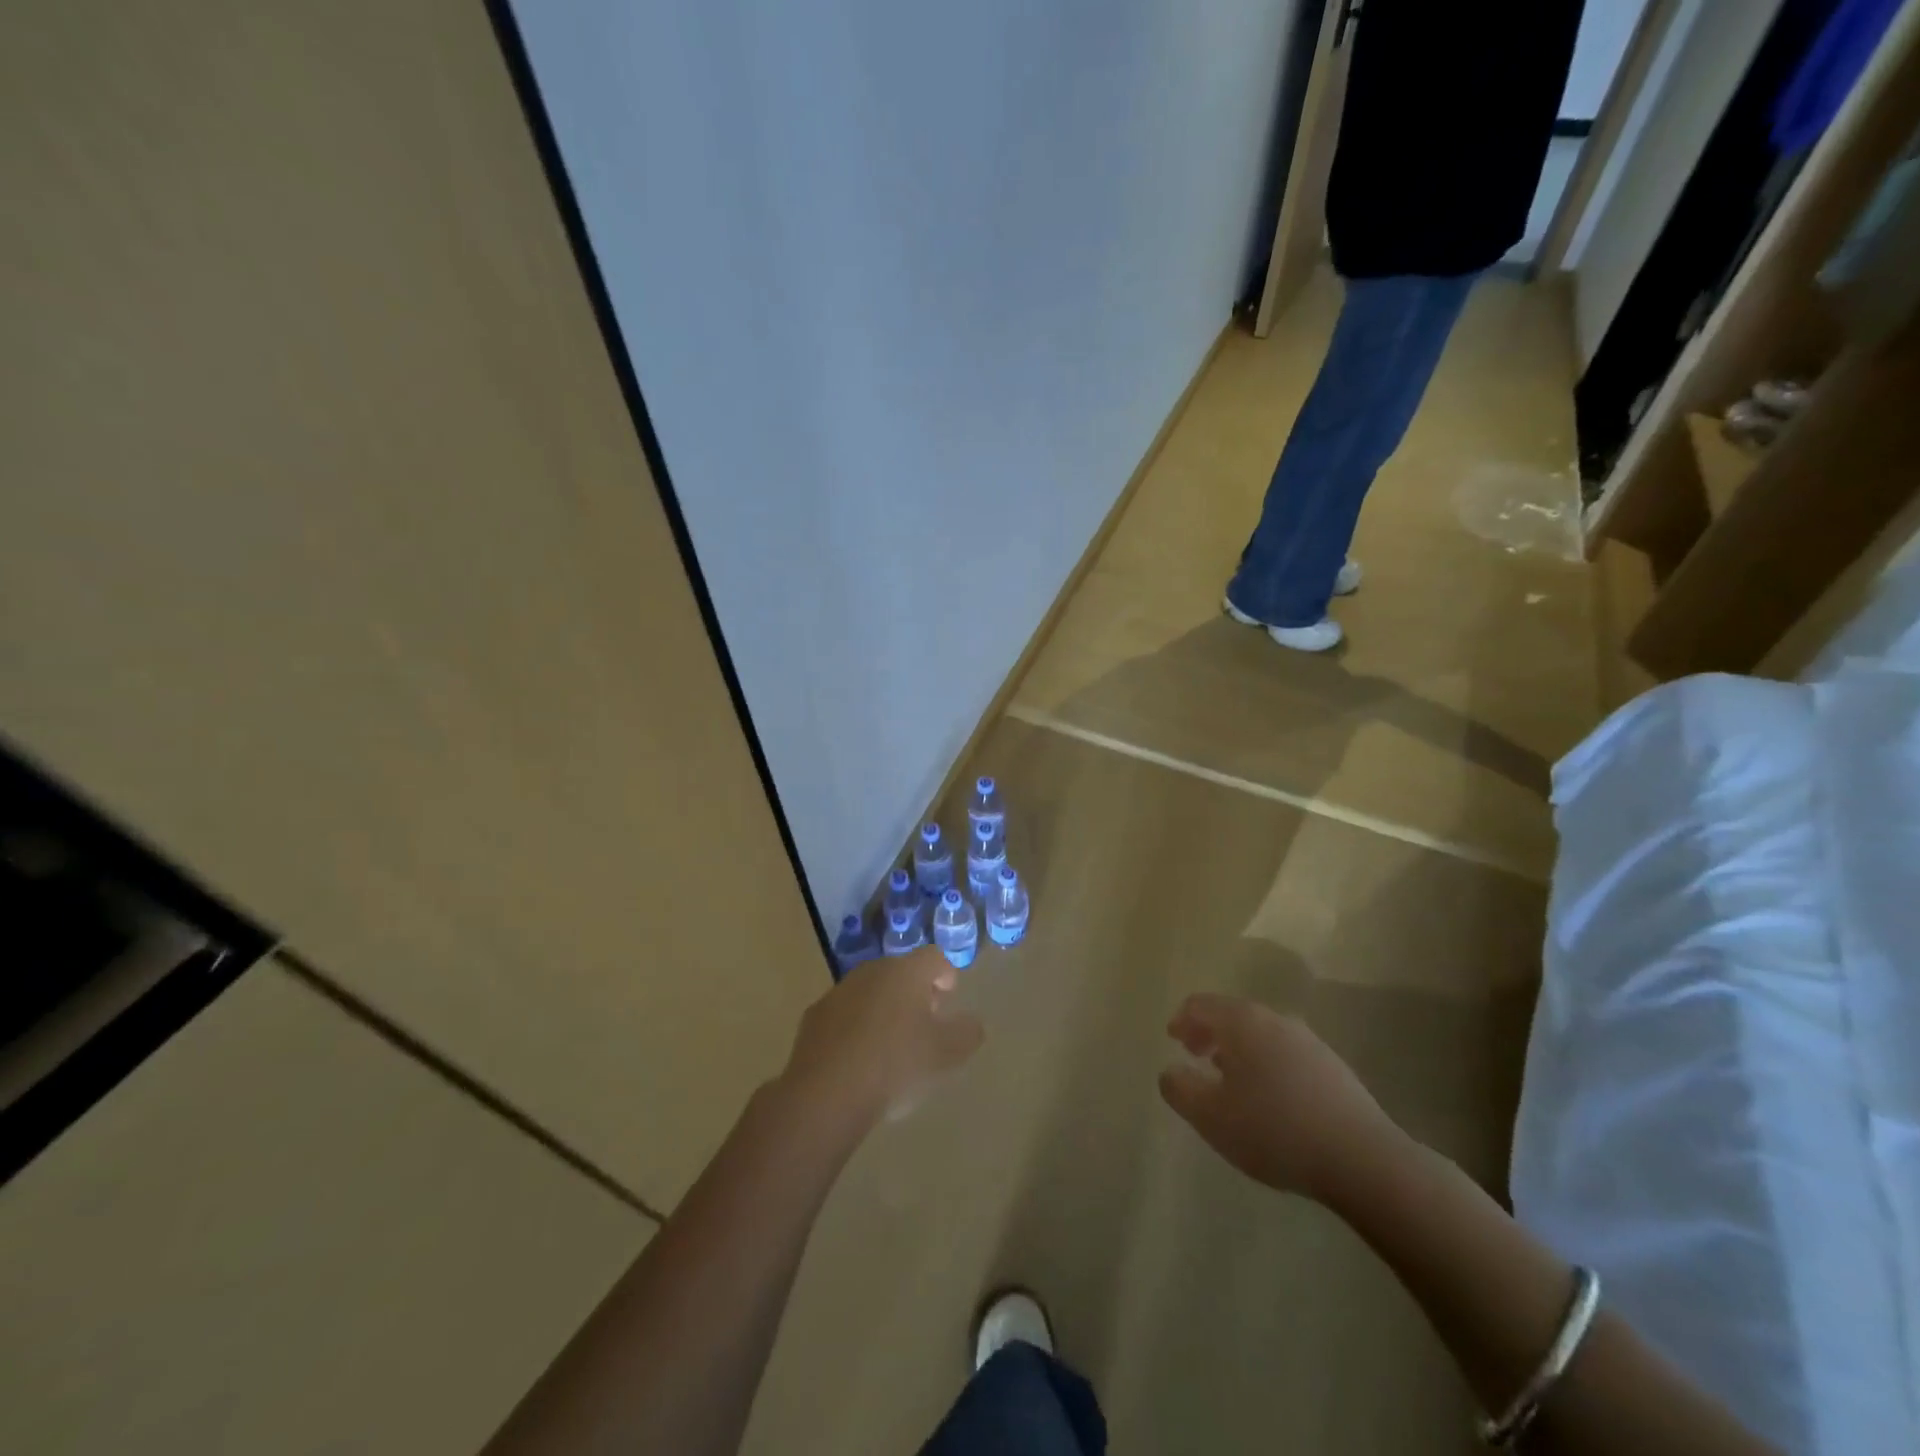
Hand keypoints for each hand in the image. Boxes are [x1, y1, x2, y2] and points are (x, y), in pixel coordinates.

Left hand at [778, 949, 983, 1128]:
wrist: (826, 1094)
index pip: (933, 957)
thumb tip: (971, 1022)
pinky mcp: (814, 1017)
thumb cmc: (895, 1066)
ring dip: (884, 1009)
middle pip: (900, 972)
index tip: (949, 998)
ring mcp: (839, 992)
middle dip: (915, 993)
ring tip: (892, 1046)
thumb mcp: (946, 1055)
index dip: (946, 974)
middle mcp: (871, 972)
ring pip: (871, 992)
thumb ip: (967, 1033)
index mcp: (906, 973)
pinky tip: (859, 1060)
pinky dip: (856, 1028)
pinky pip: (845, 1014)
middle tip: (925, 1024)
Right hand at [1159, 992, 1400, 1203]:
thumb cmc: (1274, 1130)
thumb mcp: (1211, 1117)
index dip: (1182, 1019)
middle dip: (1210, 1033)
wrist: (1363, 1159)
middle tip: (1195, 1056)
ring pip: (1261, 1034)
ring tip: (1230, 1080)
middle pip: (1232, 1015)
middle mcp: (1275, 1020)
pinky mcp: (1333, 1068)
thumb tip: (1170, 1072)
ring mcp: (1309, 1042)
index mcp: (1242, 1022)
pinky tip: (1270, 1099)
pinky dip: (1266, 1064)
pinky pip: (1286, 1054)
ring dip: (1239, 1050)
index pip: (1201, 1004)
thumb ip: (1180, 1089)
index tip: (1173, 1040)